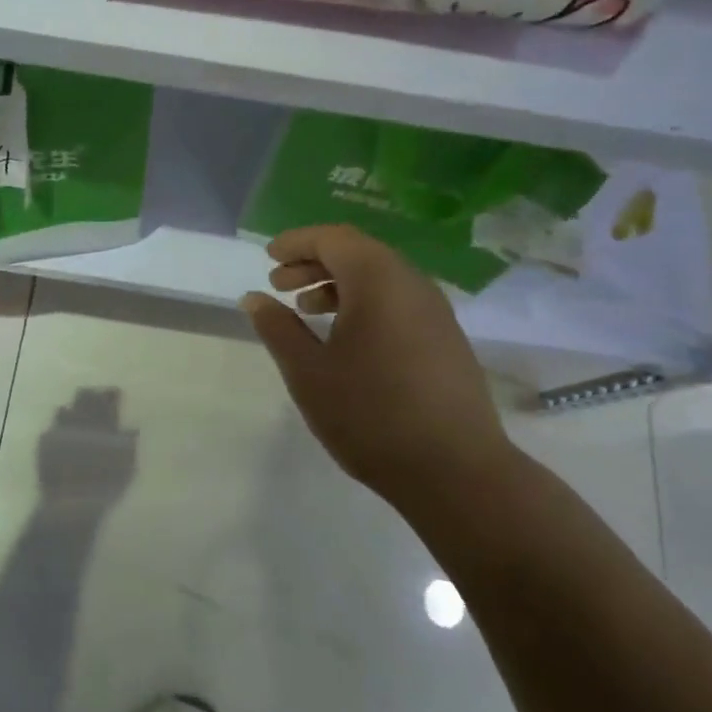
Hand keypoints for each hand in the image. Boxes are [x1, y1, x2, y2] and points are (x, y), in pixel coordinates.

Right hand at [242, 226, 517, 526]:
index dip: (297, 242)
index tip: (268, 258)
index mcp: (378, 280)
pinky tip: (346, 337)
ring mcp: (435, 312)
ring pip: (380, 278)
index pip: (332, 239)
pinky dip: (365, 303)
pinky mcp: (446, 339)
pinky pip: (398, 301)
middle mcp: (412, 284)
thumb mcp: (308, 372)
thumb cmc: (370, 414)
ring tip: (307, 309)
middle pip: (358, 253)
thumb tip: (254, 299)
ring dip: (339, 284)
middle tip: (279, 284)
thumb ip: (278, 328)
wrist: (456, 472)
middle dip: (314, 262)